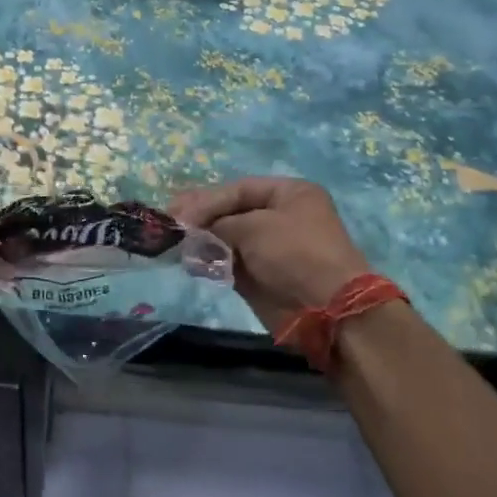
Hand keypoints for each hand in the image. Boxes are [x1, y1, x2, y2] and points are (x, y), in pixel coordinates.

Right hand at [169, 177, 370, 334]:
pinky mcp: (259, 276)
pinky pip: (227, 262)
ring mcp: (269, 248)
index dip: (206, 199)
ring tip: (176, 245)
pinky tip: (189, 262)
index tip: (177, 212)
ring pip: (225, 238)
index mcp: (289, 194)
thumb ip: (217, 223)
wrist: (325, 307)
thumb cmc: (295, 253)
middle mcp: (280, 217)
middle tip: (171, 224)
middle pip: (230, 212)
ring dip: (200, 241)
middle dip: (200, 218)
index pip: (238, 189)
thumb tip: (190, 231)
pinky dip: (208, 261)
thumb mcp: (254, 226)